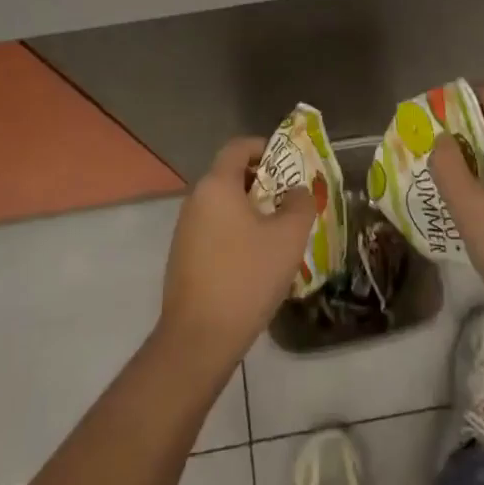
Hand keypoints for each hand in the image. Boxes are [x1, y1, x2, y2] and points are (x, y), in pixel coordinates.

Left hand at [158, 136, 315, 372]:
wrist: (199, 337)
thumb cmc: (247, 277)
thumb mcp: (288, 238)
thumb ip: (300, 205)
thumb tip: (298, 191)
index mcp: (217, 185)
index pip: (238, 147)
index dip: (264, 147)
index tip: (288, 163)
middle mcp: (196, 199)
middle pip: (230, 175)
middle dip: (262, 182)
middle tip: (290, 201)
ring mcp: (185, 229)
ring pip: (223, 205)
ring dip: (250, 210)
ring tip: (278, 232)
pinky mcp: (183, 256)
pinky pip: (214, 229)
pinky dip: (235, 231)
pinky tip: (255, 260)